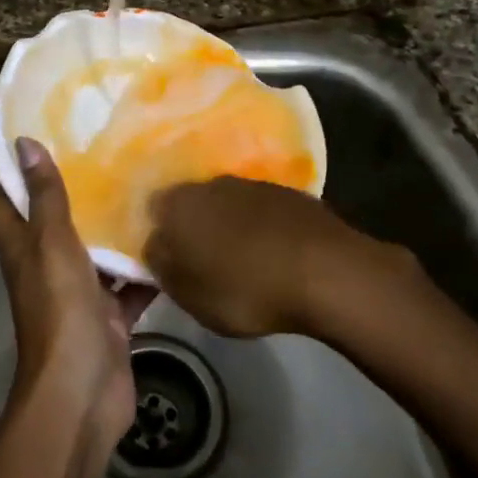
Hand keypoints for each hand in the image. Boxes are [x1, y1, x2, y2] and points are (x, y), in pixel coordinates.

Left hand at [0, 139, 157, 449]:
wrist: (82, 392)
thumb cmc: (60, 311)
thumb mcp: (51, 244)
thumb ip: (44, 196)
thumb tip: (24, 143)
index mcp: (22, 247)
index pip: (4, 200)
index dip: (11, 169)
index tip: (37, 133)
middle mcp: (45, 266)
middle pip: (53, 221)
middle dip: (74, 189)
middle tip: (106, 149)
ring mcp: (78, 293)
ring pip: (94, 251)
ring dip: (111, 227)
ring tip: (142, 183)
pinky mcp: (108, 317)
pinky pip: (127, 285)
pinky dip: (143, 269)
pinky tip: (169, 239)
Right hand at [145, 176, 417, 337]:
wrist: (325, 271)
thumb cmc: (245, 288)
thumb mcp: (189, 294)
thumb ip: (161, 266)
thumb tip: (153, 245)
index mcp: (178, 204)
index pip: (151, 210)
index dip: (158, 234)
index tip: (167, 260)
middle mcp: (209, 183)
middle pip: (190, 203)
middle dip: (192, 227)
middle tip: (200, 261)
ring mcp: (251, 184)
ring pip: (225, 204)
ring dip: (226, 226)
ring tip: (239, 261)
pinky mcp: (287, 193)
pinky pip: (260, 211)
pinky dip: (259, 228)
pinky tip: (271, 254)